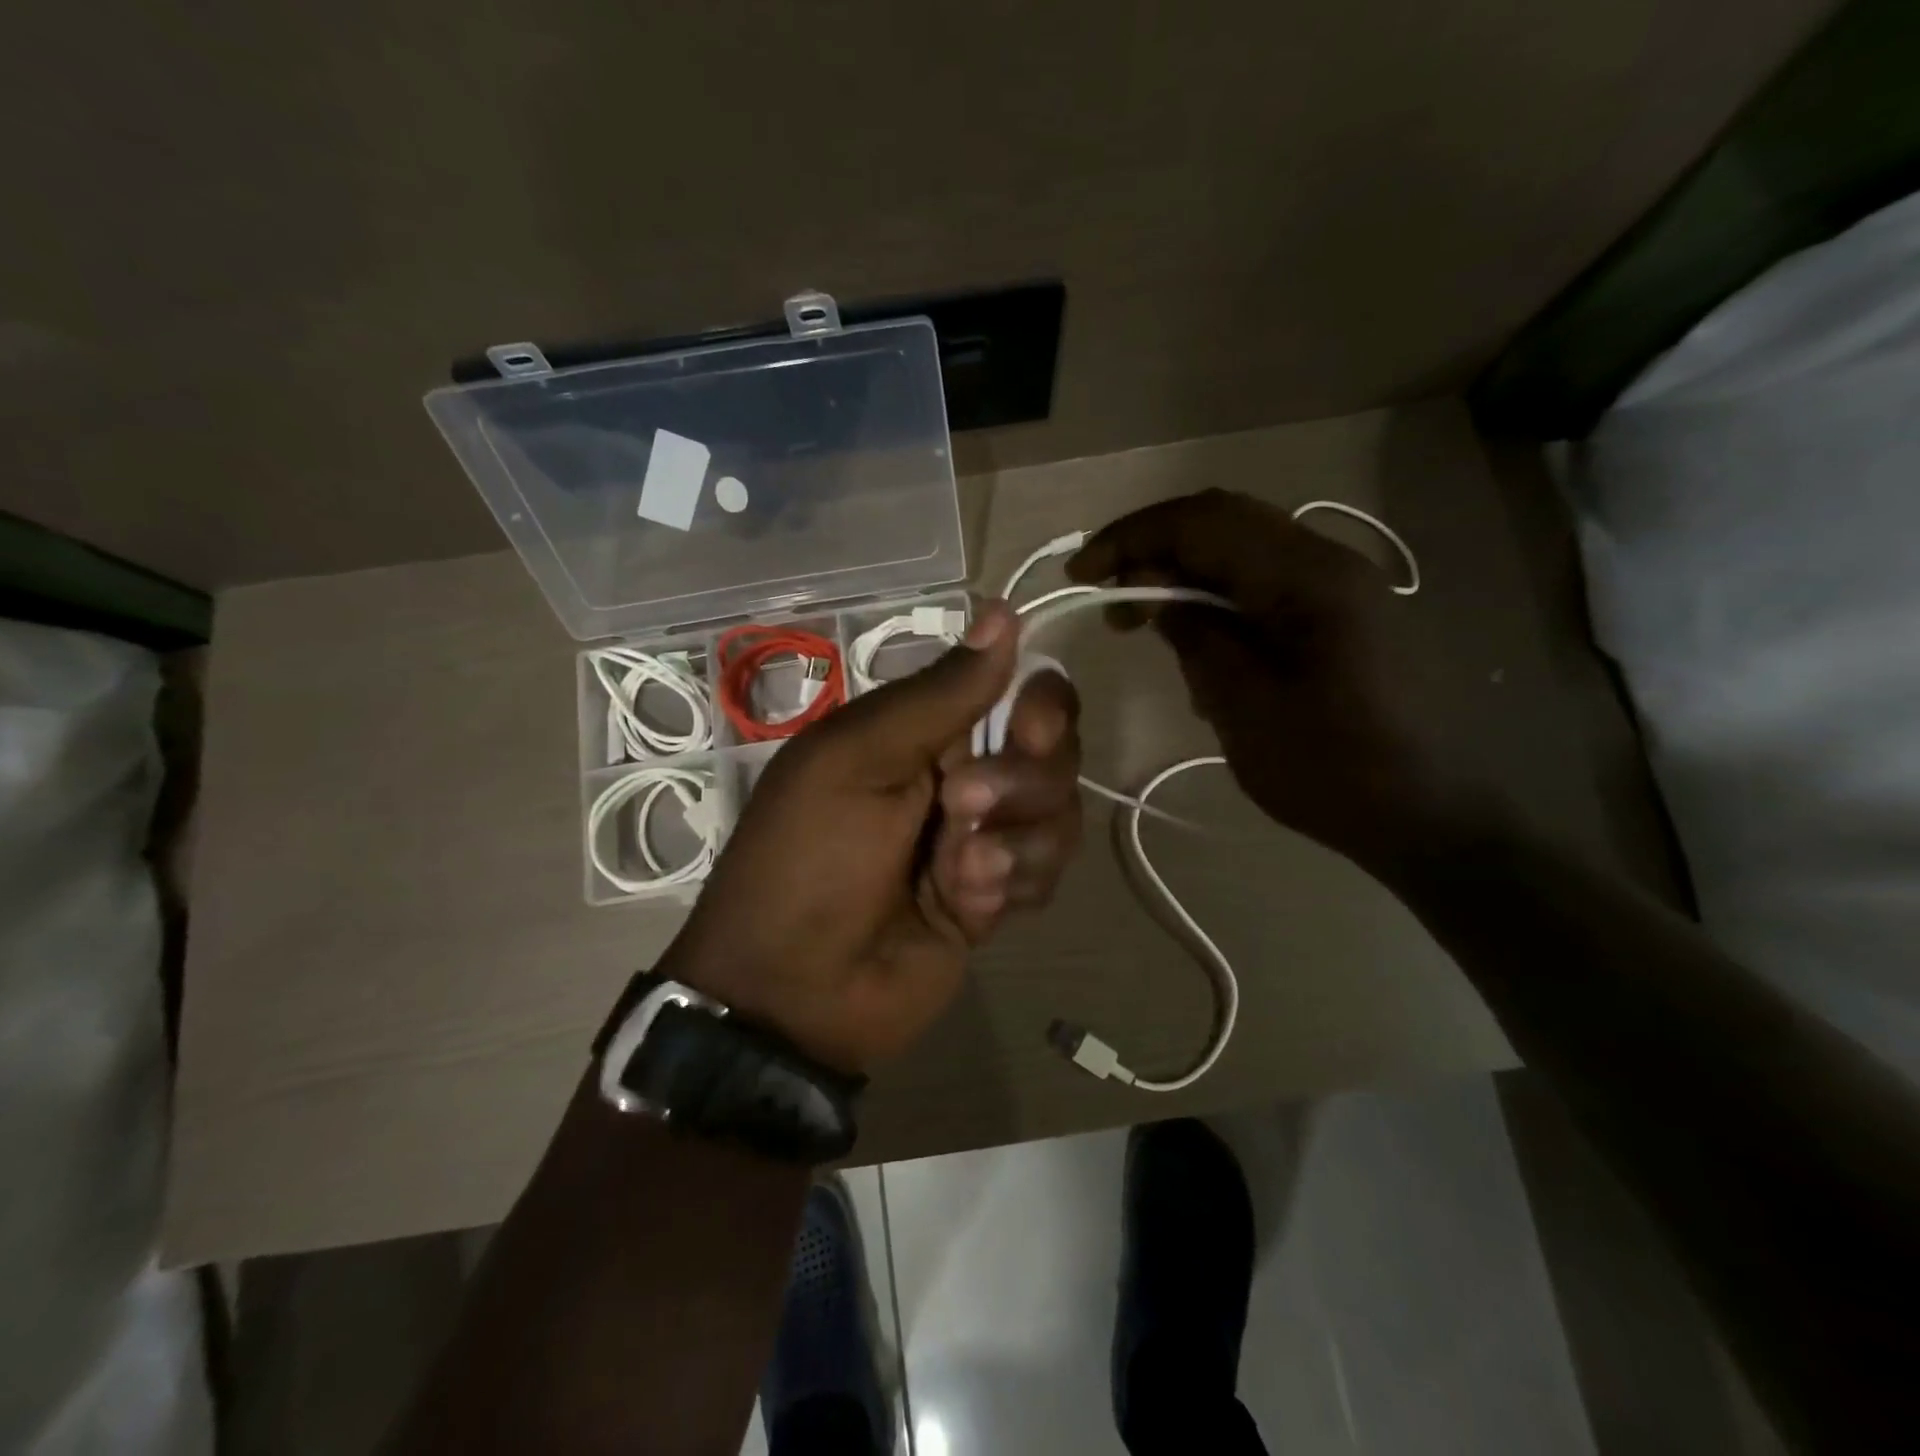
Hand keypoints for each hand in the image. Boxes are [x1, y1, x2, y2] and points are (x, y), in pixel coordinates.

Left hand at [658, 602, 1081, 1073]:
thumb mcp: (859, 759)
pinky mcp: (999, 895)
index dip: (1042, 702)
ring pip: (1059, 814)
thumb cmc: (811, 857)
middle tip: (963, 808)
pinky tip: (963, 909)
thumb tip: (1003, 611)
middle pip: (1054, 753)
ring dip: (1013, 843)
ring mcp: (986, 838)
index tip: (1030, 725)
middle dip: (1023, 783)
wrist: (796, 991)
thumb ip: (939, 694)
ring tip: (956, 874)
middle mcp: (964, 774)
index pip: (1018, 690)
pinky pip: (1046, 872)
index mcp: (924, 730)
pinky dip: (1008, 886)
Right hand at [1067, 488, 1495, 869]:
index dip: (1132, 538)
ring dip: (1186, 574)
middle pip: (1224, 522)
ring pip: (1243, 551)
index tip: (1081, 576)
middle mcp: (1329, 562)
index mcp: (1308, 578)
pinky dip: (1219, 599)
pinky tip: (1201, 646)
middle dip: (1154, 549)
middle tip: (1108, 595)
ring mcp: (1341, 586)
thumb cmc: (1334, 770)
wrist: (1432, 817)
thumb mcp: (1244, 708)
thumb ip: (1197, 636)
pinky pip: (1266, 585)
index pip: (1203, 522)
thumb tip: (1156, 592)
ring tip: (1146, 623)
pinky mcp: (1343, 614)